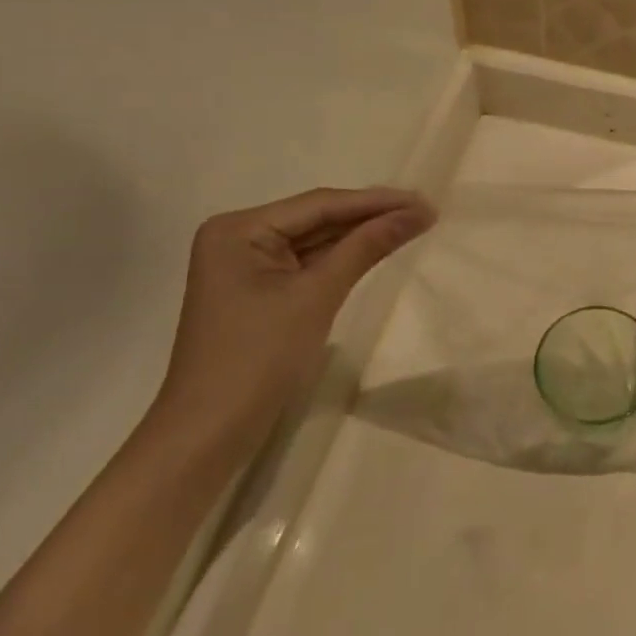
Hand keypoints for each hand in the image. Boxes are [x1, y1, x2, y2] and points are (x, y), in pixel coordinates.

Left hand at [148, 187, 434, 453]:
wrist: (209, 434)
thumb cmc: (258, 358)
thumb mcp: (317, 296)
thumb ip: (366, 247)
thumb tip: (416, 213)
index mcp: (239, 229)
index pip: (320, 205)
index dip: (376, 202)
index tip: (425, 201)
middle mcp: (239, 237)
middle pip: (318, 219)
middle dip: (371, 216)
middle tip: (426, 211)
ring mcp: (247, 265)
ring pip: (316, 240)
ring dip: (362, 235)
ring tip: (414, 224)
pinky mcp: (259, 290)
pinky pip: (308, 264)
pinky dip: (343, 258)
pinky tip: (378, 247)